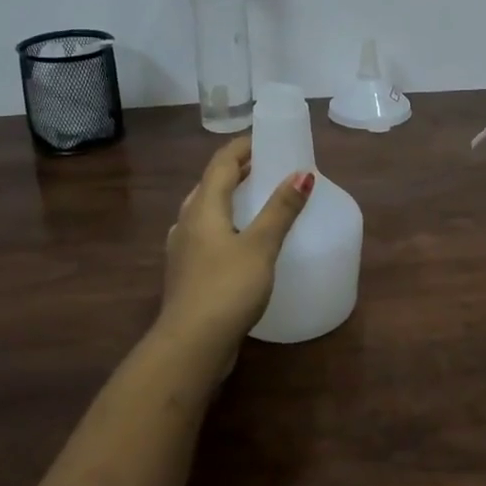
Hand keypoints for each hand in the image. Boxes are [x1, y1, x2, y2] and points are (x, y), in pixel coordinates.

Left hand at [160, 137, 312, 349]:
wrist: (190, 346)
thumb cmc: (226, 288)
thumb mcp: (260, 246)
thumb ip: (281, 209)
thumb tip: (302, 173)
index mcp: (203, 208)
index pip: (221, 164)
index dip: (242, 147)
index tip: (266, 139)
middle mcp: (187, 223)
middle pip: (209, 184)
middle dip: (236, 170)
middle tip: (266, 166)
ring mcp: (183, 250)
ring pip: (204, 211)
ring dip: (227, 198)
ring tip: (255, 198)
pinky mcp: (187, 274)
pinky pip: (205, 234)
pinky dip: (224, 224)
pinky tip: (238, 240)